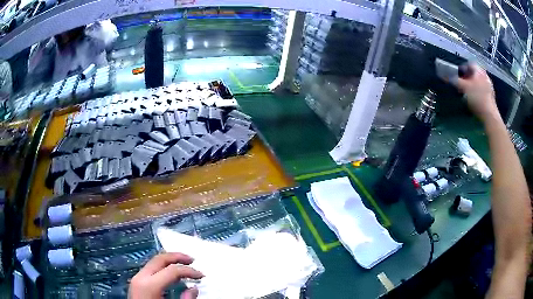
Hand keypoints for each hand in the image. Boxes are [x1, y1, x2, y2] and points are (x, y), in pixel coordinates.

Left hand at [129, 253, 203, 298]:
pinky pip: (151, 267)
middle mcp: (141, 276)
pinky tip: (171, 272)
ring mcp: (137, 278)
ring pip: (154, 261)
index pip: (172, 270)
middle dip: (178, 257)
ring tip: (183, 263)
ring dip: (170, 260)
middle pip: (160, 258)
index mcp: (150, 285)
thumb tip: (194, 288)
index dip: (189, 271)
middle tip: (192, 260)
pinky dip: (163, 266)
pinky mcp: (136, 281)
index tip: (202, 275)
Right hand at [457, 64, 499, 121]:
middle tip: (462, 85)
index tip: (457, 76)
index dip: (462, 69)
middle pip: (474, 73)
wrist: (489, 115)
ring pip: (479, 82)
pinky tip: (475, 100)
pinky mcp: (492, 96)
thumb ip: (454, 80)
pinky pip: (483, 90)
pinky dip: (478, 93)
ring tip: (468, 93)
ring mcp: (490, 86)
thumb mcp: (463, 88)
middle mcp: (485, 75)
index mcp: (478, 70)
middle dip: (468, 78)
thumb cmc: (477, 98)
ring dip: (473, 86)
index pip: (468, 64)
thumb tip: (445, 76)